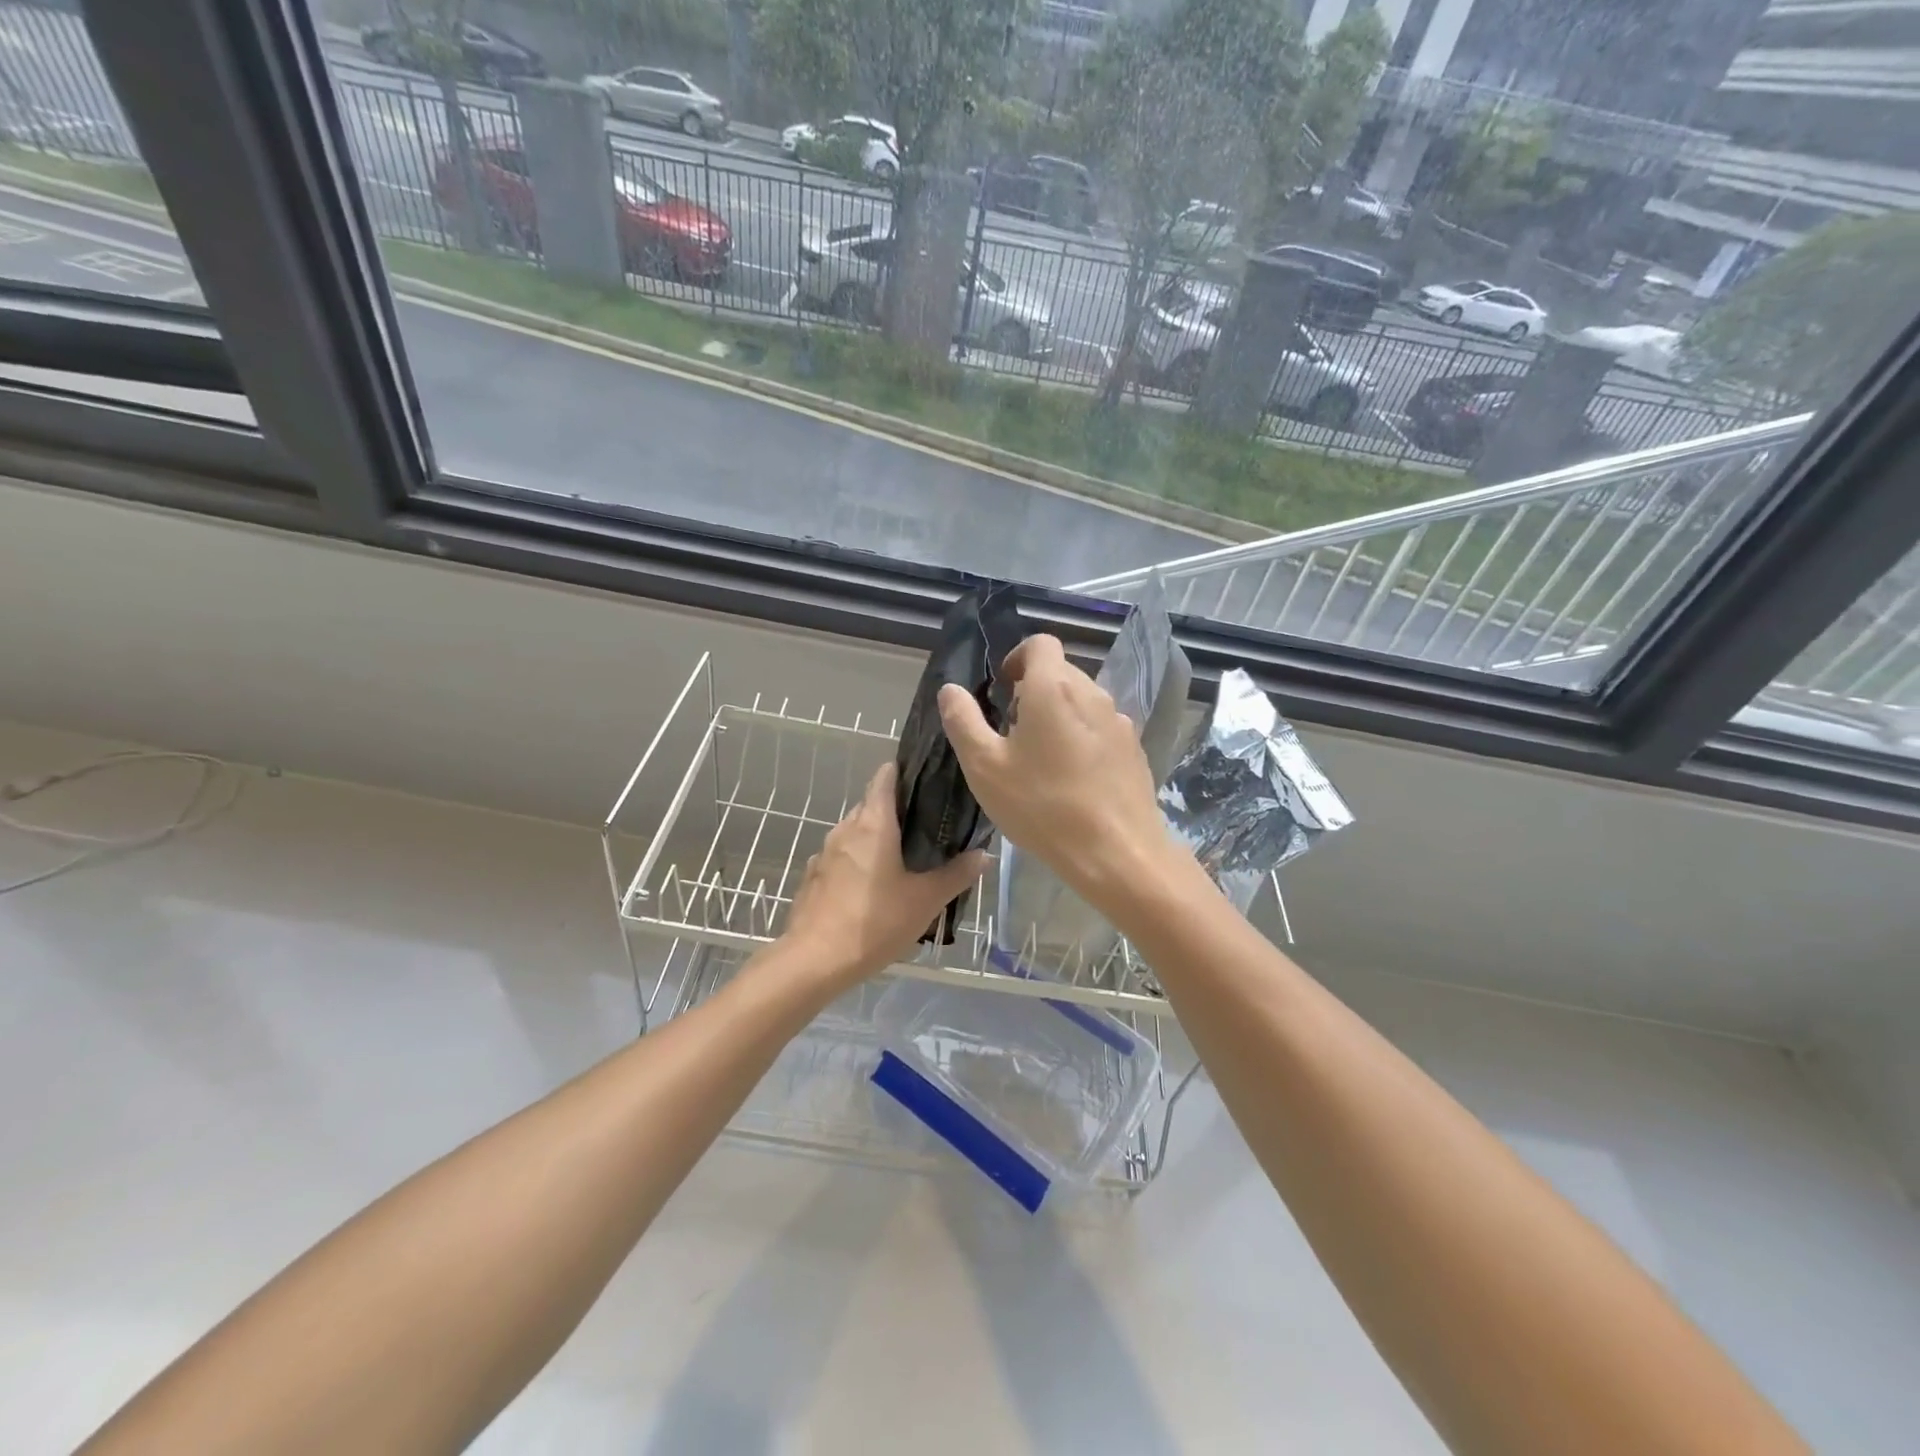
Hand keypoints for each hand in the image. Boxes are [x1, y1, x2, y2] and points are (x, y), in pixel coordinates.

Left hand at [780, 762, 988, 991]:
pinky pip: (841, 858)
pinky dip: (859, 862)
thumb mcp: (925, 901)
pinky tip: (873, 888)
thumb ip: (956, 874)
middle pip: (872, 804)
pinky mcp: (813, 877)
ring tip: (904, 859)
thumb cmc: (874, 922)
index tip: (928, 779)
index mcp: (873, 824)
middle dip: (898, 811)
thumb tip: (984, 854)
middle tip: (928, 827)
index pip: (885, 776)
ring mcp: (824, 853)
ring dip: (877, 839)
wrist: (814, 961)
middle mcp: (845, 829)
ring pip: (855, 833)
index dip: (905, 771)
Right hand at [937, 634, 1173, 911]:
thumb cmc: (1043, 807)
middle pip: (1061, 672)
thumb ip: (963, 722)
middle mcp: (1092, 693)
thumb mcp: (985, 767)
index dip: (1016, 658)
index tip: (1002, 690)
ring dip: (1058, 715)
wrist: (1117, 853)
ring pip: (1082, 701)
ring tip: (1040, 760)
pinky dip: (1081, 738)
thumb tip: (950, 690)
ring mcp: (1118, 721)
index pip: (1040, 644)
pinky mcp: (1134, 749)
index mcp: (1053, 688)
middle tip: (1012, 732)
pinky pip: (1100, 728)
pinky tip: (1071, 780)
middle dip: (1034, 690)